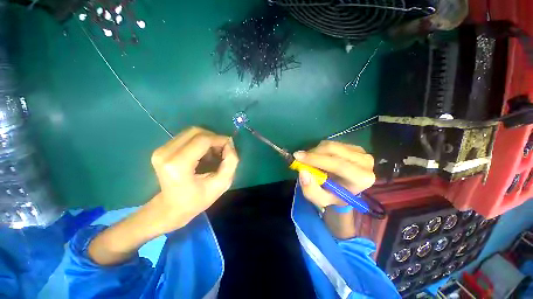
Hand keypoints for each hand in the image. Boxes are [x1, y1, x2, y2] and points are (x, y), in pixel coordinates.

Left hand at [150, 127, 238, 232]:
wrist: (171, 208)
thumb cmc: (197, 199)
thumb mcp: (222, 184)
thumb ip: (231, 162)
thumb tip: (229, 143)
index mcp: (178, 165)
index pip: (203, 139)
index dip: (219, 139)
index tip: (229, 146)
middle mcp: (165, 153)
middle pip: (196, 131)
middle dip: (214, 137)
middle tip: (222, 150)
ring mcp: (161, 150)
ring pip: (191, 132)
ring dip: (207, 139)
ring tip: (214, 153)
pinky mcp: (162, 149)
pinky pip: (186, 136)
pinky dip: (200, 141)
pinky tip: (204, 153)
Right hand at [294, 141, 374, 209]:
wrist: (343, 190)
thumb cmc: (332, 196)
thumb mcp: (319, 199)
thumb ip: (311, 190)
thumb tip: (303, 172)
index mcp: (362, 179)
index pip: (338, 165)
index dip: (316, 160)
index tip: (297, 157)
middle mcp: (366, 163)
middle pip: (334, 151)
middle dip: (313, 153)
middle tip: (299, 157)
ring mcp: (361, 152)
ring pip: (331, 145)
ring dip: (315, 151)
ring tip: (310, 160)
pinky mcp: (354, 147)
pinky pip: (332, 143)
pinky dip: (320, 149)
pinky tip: (318, 157)